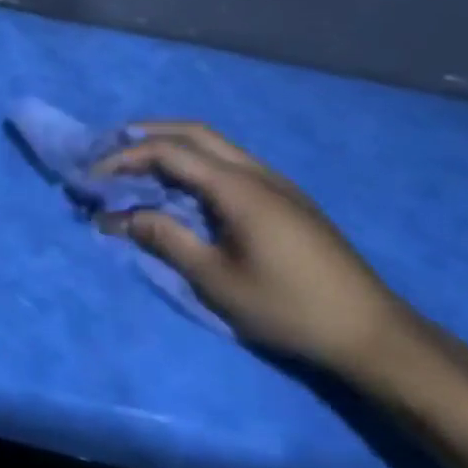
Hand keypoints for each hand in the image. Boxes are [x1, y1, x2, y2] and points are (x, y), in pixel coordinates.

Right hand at [94, 122, 415, 375]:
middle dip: (146, 134)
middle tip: (109, 151)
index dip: (124, 158)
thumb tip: (116, 216)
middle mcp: (257, 173)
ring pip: (214, 144)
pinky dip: (195, 161)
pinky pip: (229, 162)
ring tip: (138, 165)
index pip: (168, 152)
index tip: (92, 177)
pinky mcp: (287, 200)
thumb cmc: (289, 307)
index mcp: (238, 187)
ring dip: (172, 145)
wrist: (375, 335)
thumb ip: (164, 238)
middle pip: (193, 132)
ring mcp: (277, 183)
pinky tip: (183, 187)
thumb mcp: (215, 279)